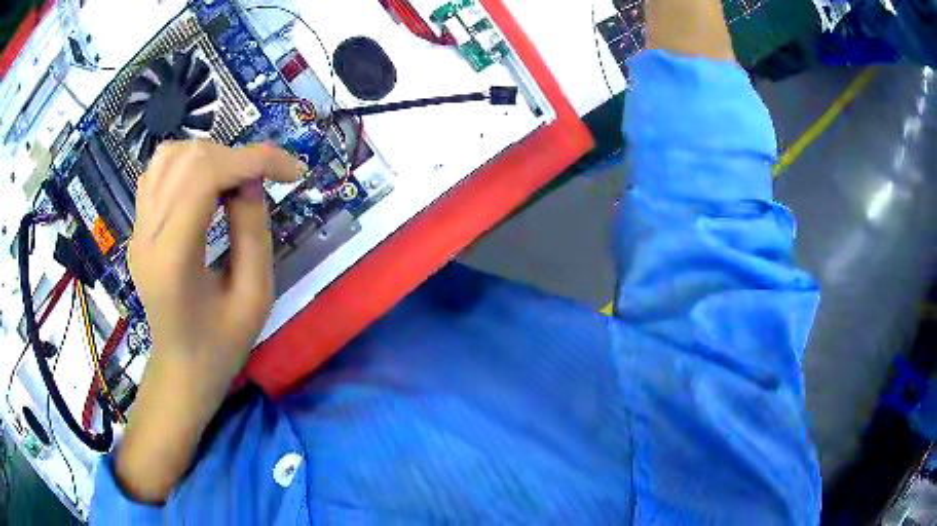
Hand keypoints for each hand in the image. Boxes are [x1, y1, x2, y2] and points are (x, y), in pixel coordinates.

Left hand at [116, 141, 303, 502]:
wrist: (181, 368)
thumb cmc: (221, 345)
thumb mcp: (255, 297)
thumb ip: (253, 231)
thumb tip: (251, 179)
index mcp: (174, 259)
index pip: (205, 177)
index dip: (254, 159)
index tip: (292, 172)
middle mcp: (147, 234)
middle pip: (189, 159)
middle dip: (236, 158)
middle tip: (264, 182)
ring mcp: (138, 228)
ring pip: (170, 156)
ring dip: (211, 157)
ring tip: (234, 180)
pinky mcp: (138, 226)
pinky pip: (158, 171)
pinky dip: (188, 164)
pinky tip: (205, 185)